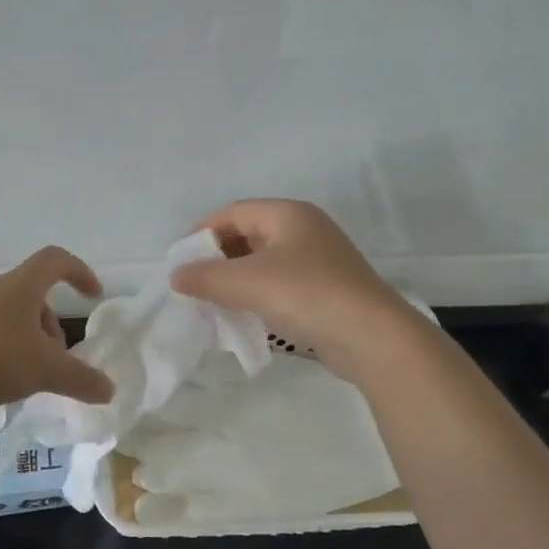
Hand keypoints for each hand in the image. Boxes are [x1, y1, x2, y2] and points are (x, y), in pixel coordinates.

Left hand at [0, 246, 115, 406]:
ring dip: (31, 339)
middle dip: (53, 327)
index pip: (56, 260)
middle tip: (56, 360)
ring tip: (30, 374)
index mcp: (22, 287)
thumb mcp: (46, 371)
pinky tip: (4, 377)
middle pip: (36, 296)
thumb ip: (81, 380)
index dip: (80, 272)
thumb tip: (109, 390)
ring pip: (14, 314)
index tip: (93, 296)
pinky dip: (8, 346)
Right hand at [170, 199, 423, 380]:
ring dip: (236, 279)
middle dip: (218, 257)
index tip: (180, 260)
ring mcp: (320, 260)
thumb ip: (206, 277)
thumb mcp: (246, 283)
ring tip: (214, 302)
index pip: (233, 212)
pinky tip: (246, 316)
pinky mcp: (327, 289)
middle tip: (195, 283)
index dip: (202, 232)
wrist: (372, 336)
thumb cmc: (305, 295)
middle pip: (249, 234)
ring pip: (265, 262)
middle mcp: (305, 229)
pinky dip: (258, 295)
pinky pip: (281, 284)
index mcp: (288, 214)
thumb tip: (177, 275)